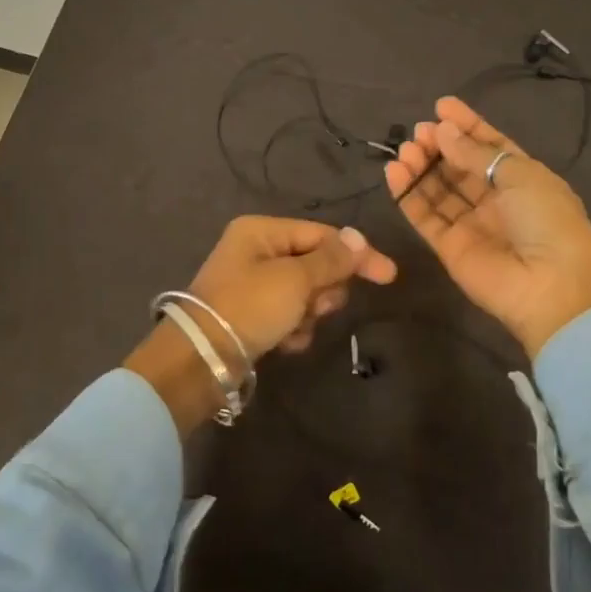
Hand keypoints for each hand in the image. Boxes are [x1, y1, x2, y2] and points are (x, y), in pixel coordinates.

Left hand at [128, 216, 397, 433]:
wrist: (201, 360)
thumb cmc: (250, 307)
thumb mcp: (296, 279)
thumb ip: (331, 260)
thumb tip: (359, 237)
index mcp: (262, 231)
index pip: (322, 235)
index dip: (356, 254)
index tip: (389, 276)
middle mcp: (256, 251)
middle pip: (315, 264)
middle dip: (324, 288)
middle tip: (318, 305)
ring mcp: (252, 285)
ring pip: (305, 293)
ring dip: (309, 312)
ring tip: (295, 326)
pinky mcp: (251, 315)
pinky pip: (288, 315)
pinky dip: (293, 328)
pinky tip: (285, 342)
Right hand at [384, 96, 590, 356]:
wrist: (549, 286)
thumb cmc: (546, 220)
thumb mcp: (520, 175)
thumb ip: (476, 153)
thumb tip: (443, 131)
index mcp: (523, 180)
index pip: (490, 146)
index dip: (467, 126)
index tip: (441, 106)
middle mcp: (496, 201)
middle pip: (460, 167)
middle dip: (440, 145)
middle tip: (420, 130)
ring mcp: (471, 225)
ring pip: (439, 190)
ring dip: (422, 167)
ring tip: (406, 149)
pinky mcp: (448, 247)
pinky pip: (425, 215)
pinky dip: (408, 194)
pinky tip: (395, 172)